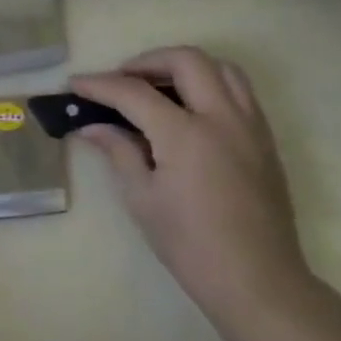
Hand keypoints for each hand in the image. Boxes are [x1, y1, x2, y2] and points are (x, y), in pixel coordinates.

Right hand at [71, 47, 310, 319]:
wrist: (257, 280)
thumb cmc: (190, 244)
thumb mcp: (142, 198)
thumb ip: (119, 152)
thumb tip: (93, 127)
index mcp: (186, 135)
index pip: (134, 93)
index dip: (100, 85)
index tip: (75, 84)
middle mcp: (222, 118)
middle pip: (186, 60)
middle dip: (146, 62)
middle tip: (120, 80)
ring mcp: (250, 126)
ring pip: (222, 68)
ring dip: (184, 67)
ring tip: (156, 87)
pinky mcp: (265, 140)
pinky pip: (239, 92)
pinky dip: (209, 85)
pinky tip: (187, 110)